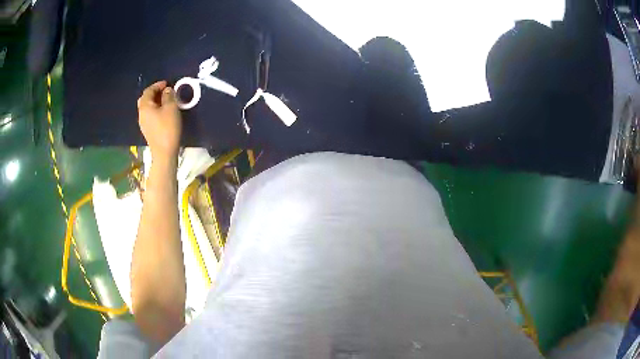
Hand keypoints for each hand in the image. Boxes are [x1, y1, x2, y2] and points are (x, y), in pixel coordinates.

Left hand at [138, 81, 181, 161]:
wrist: (164, 152)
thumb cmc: (167, 128)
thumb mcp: (171, 108)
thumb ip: (169, 96)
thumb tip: (167, 90)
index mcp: (145, 106)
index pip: (148, 91)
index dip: (157, 85)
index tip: (167, 83)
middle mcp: (141, 114)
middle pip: (145, 99)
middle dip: (154, 93)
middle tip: (165, 91)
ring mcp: (143, 123)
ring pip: (147, 108)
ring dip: (155, 102)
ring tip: (166, 101)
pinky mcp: (148, 130)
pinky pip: (150, 115)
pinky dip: (156, 110)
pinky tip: (164, 112)